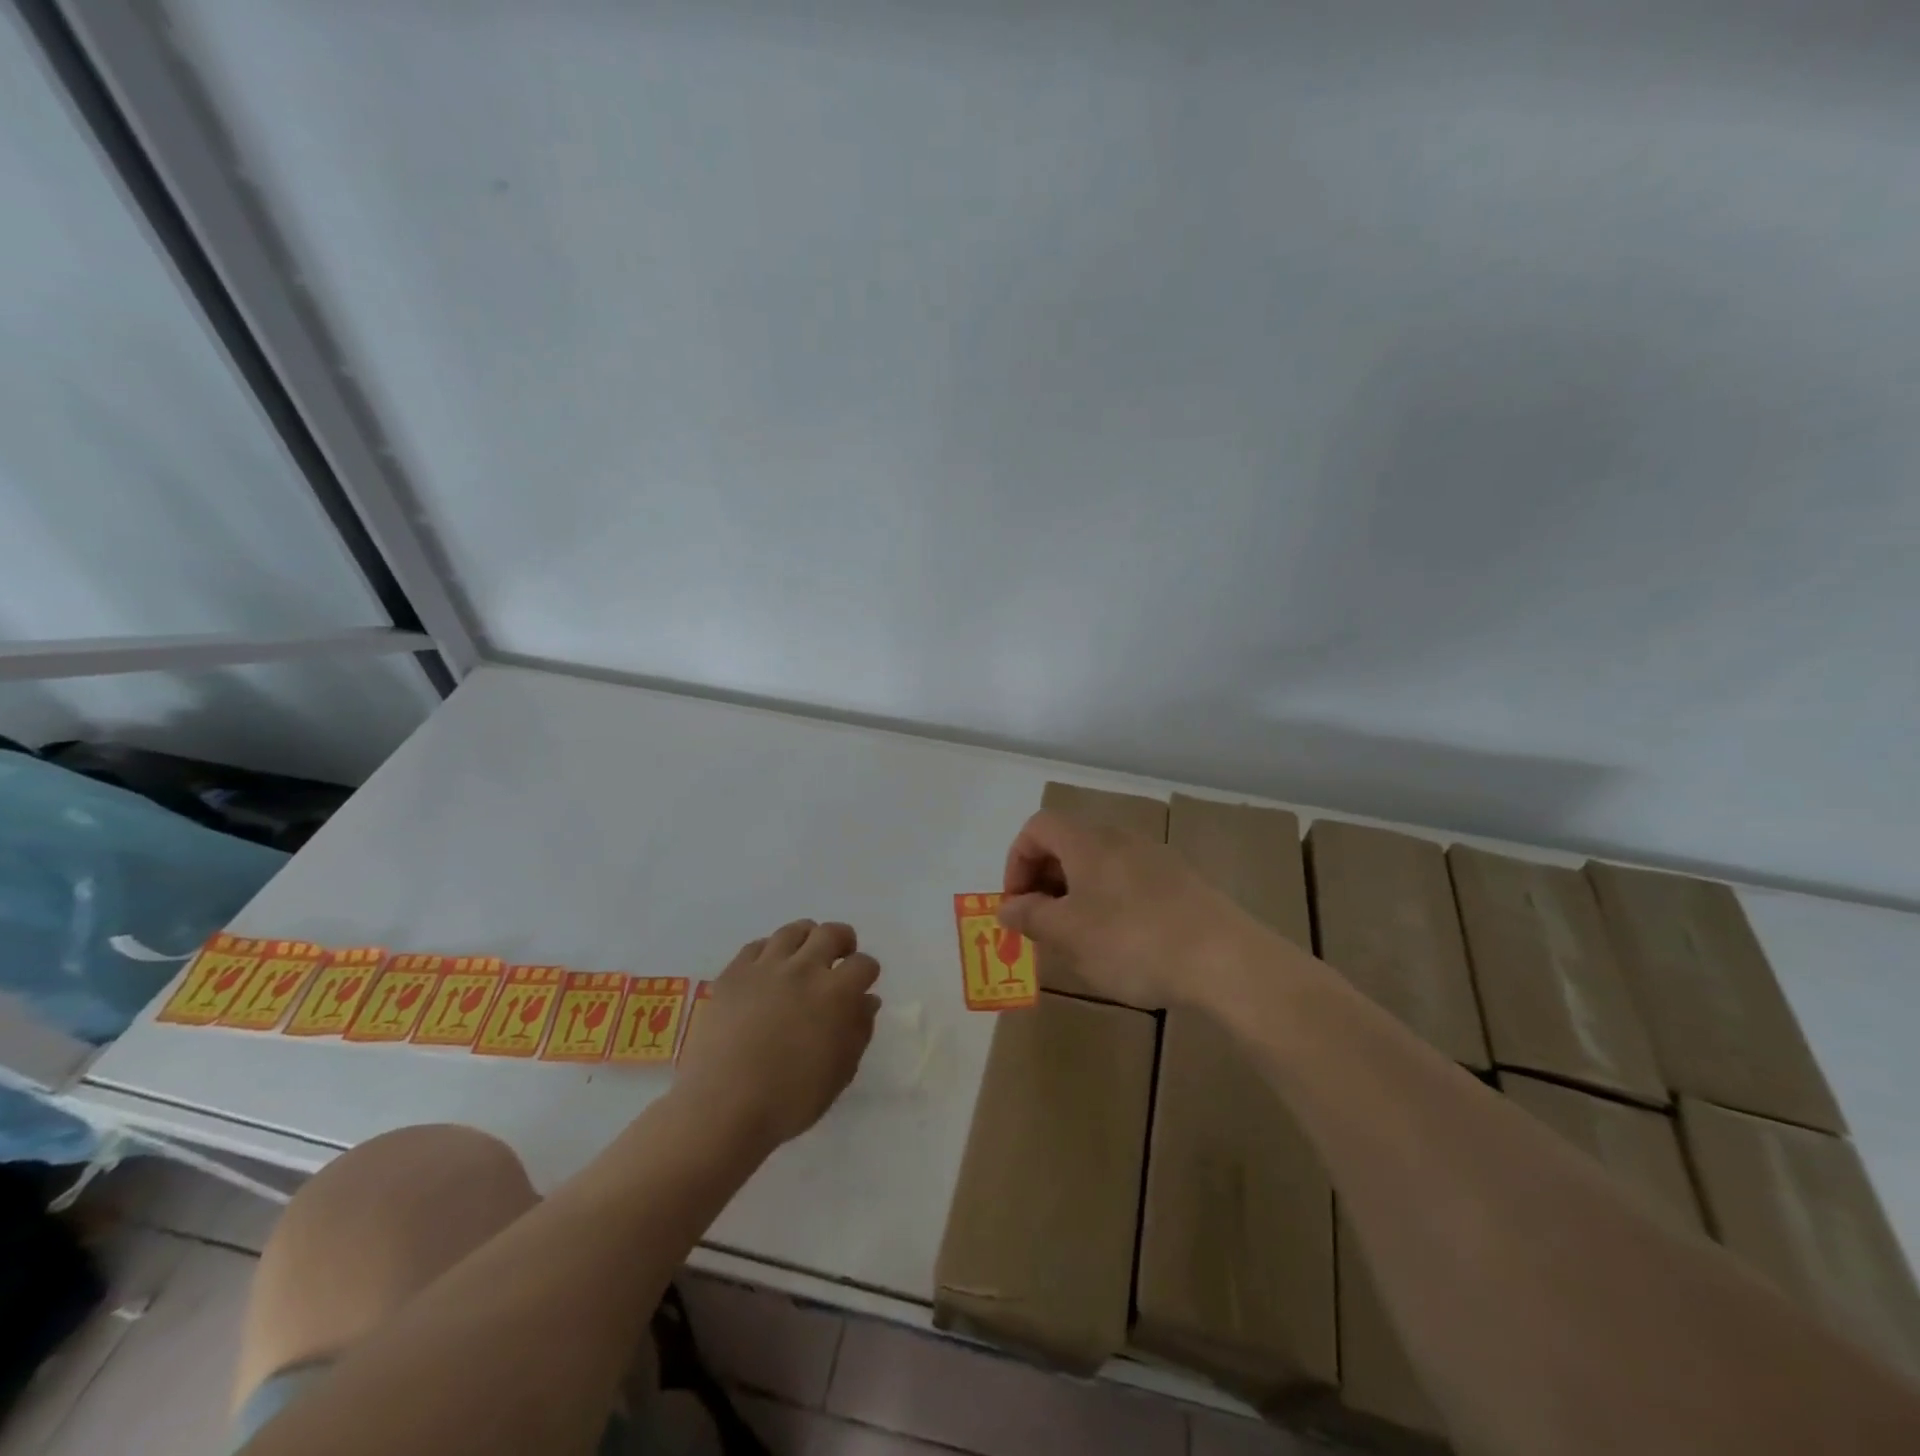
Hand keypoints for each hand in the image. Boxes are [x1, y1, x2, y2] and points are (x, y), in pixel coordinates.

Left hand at [674, 920, 879, 1150]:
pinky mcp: (733, 974)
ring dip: (806, 938)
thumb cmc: (791, 1099)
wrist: (723, 1107)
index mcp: (835, 993)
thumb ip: (859, 1031)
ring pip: (792, 931)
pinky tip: (768, 969)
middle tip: (840, 956)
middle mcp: (803, 969)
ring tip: (804, 955)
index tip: (863, 983)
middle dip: (843, 941)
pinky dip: (769, 951)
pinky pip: (756, 946)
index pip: (863, 964)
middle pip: (830, 933)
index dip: (867, 972)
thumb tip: (867, 1000)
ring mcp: (765, 967)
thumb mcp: (840, 1072)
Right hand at [997, 810, 1268, 1009]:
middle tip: (1042, 924)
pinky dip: (1110, 900)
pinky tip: (1122, 942)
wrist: (1225, 959)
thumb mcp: (1068, 934)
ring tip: (1079, 937)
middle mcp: (1121, 837)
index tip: (1018, 905)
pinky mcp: (1182, 881)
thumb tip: (1006, 907)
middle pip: (1068, 843)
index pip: (1037, 827)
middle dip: (1045, 880)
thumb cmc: (1132, 941)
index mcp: (1088, 841)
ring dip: (1077, 892)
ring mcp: (1156, 857)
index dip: (1016, 862)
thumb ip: (1030, 917)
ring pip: (1100, 863)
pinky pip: (1129, 880)